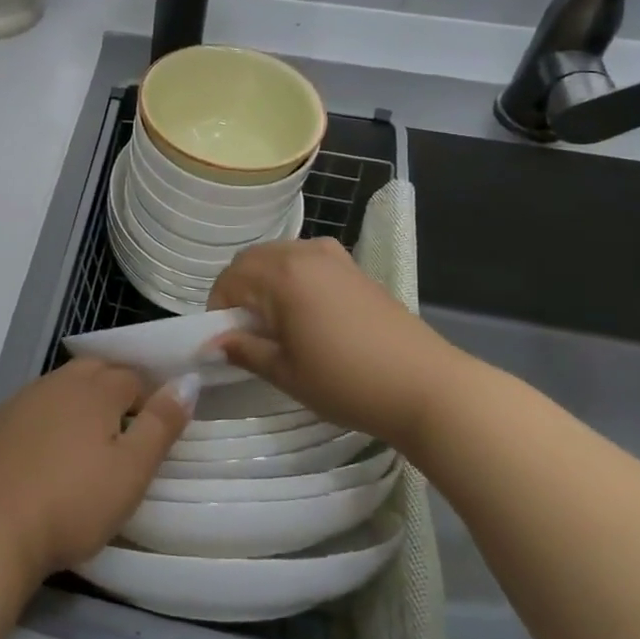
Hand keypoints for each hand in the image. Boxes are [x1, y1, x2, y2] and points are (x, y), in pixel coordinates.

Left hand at [0, 360, 196, 582]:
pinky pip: (38, 404)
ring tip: (91, 439)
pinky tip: (51, 448)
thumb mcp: (131, 471)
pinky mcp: (1, 421)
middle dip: (116, 390)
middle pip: (97, 371)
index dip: (148, 399)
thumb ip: (161, 424)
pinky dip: (53, 415)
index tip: (153, 431)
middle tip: (126, 431)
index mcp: (96, 389)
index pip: (133, 377)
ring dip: (83, 400)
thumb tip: (188, 380)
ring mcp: (26, 398)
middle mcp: (60, 382)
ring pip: (65, 384)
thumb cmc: (73, 501)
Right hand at [207, 237, 464, 450]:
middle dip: (238, 291)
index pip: (229, 281)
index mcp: (280, 275)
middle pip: (250, 261)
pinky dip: (291, 277)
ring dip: (264, 282)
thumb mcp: (287, 373)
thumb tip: (212, 342)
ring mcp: (331, 255)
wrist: (427, 386)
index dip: (219, 311)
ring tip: (277, 324)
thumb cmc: (347, 382)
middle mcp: (302, 253)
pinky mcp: (352, 266)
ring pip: (277, 256)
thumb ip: (244, 350)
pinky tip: (305, 313)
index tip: (227, 342)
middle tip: (247, 333)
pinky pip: (304, 259)